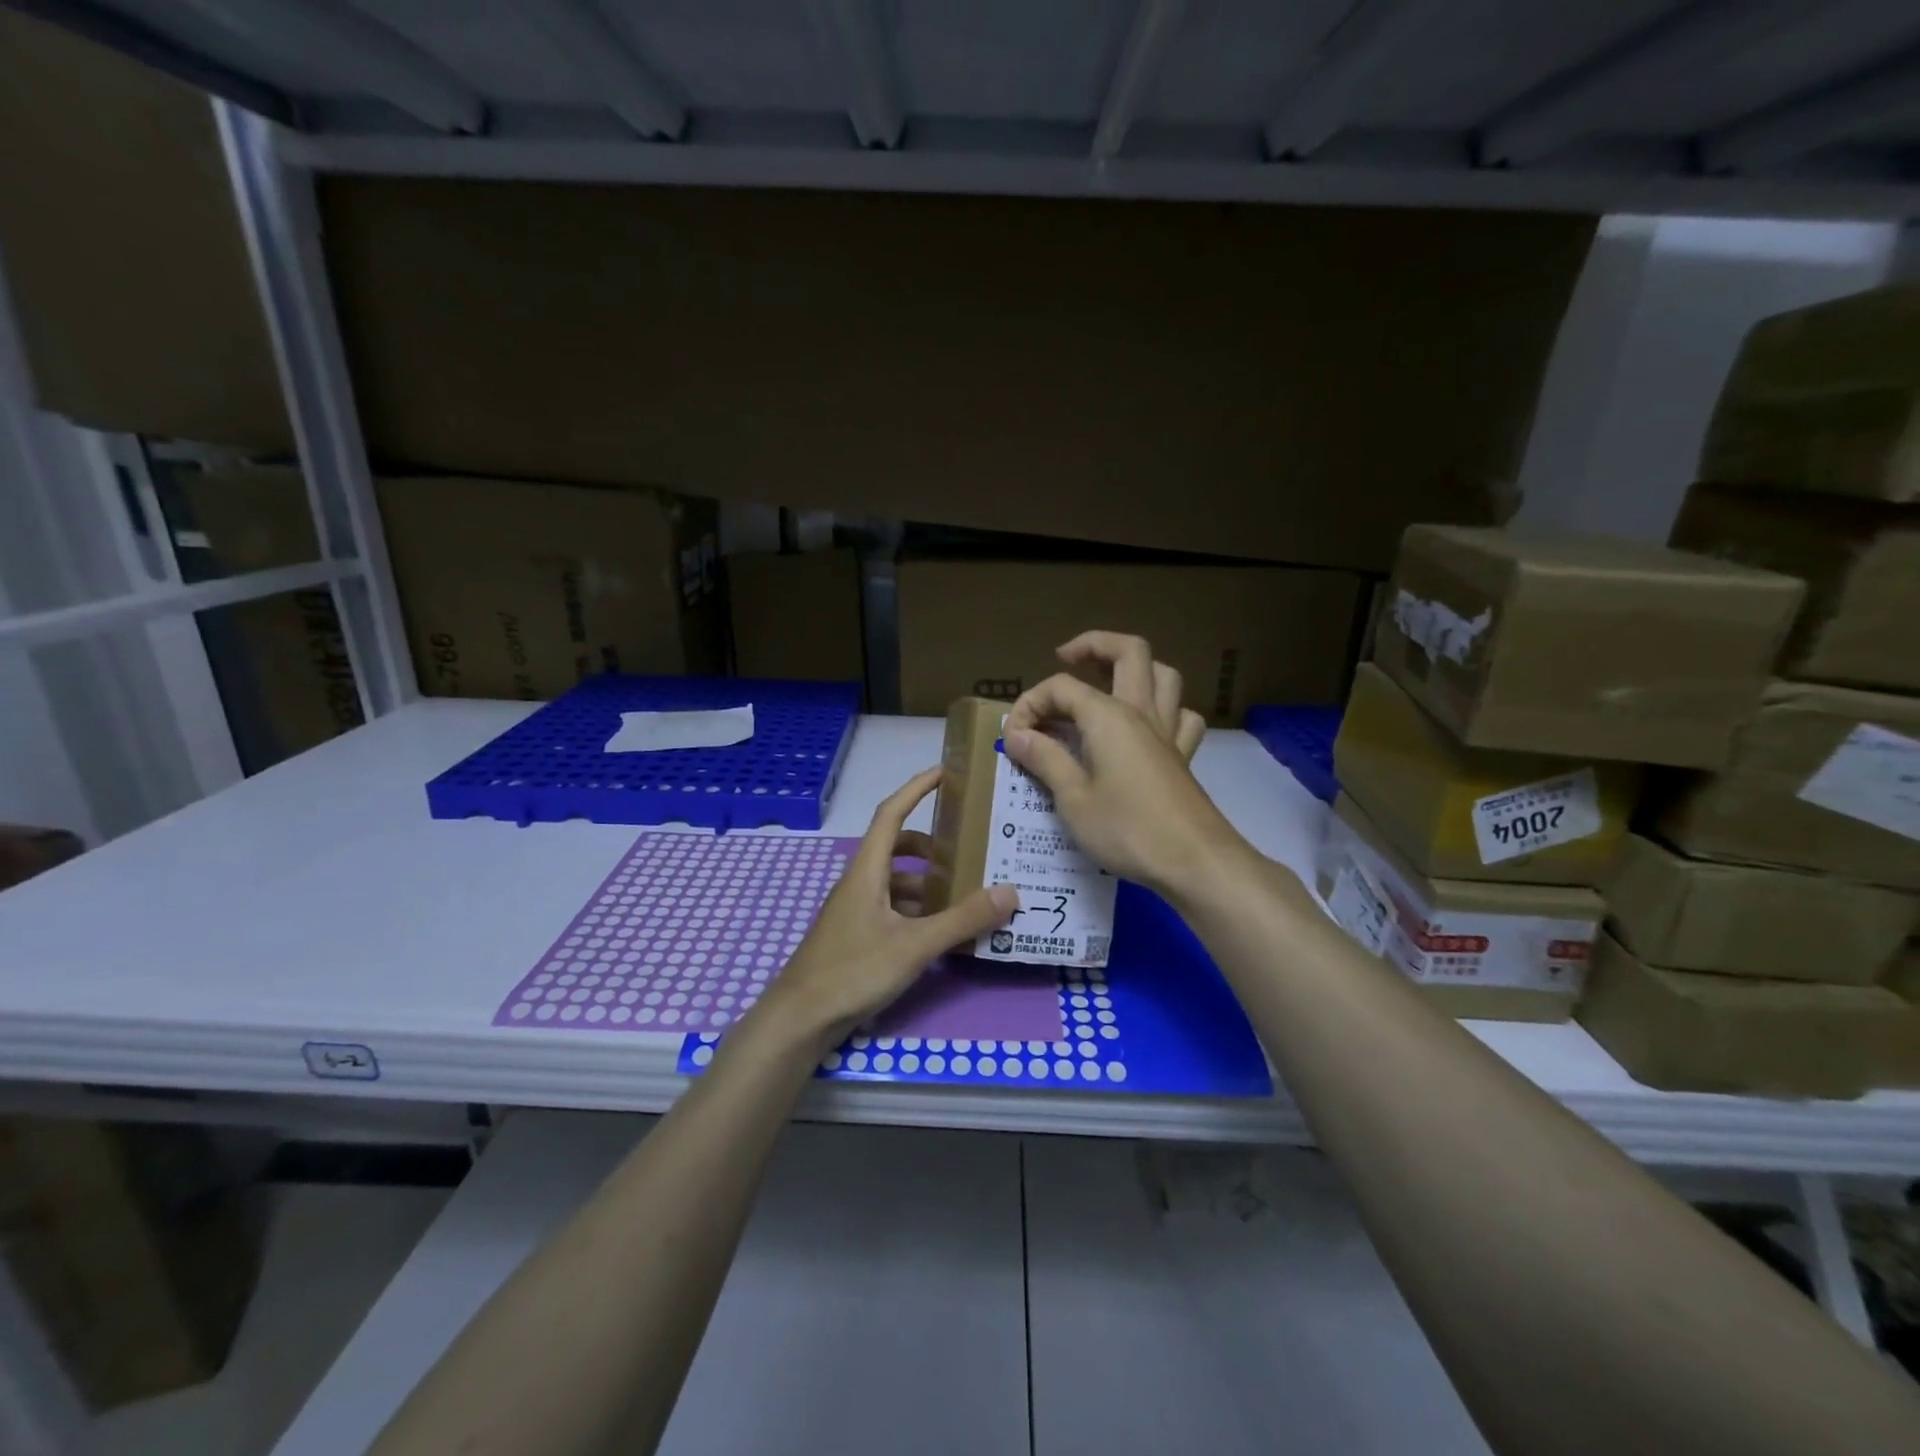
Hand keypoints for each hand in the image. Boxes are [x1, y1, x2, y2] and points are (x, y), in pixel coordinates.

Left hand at [750, 768, 1016, 1049]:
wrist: (800, 1019)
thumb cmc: (852, 971)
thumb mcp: (914, 945)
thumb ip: (962, 920)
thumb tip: (1010, 892)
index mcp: (867, 870)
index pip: (891, 813)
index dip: (916, 788)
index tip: (944, 772)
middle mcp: (859, 882)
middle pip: (897, 847)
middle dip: (932, 845)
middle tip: (968, 849)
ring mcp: (855, 910)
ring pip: (896, 882)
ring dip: (927, 882)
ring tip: (965, 893)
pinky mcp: (856, 936)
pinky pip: (892, 908)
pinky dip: (917, 910)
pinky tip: (940, 931)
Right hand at [1002, 634, 1245, 899]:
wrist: (1194, 862)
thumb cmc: (1126, 830)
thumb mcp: (1072, 798)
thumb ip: (1045, 759)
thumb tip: (1017, 733)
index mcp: (1109, 717)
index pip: (1061, 687)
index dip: (1030, 704)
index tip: (1013, 739)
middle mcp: (1141, 712)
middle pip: (1128, 651)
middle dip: (1093, 645)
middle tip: (1065, 658)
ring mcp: (1168, 733)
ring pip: (1163, 675)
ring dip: (1134, 668)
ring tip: (1106, 682)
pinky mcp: (1183, 757)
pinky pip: (1181, 716)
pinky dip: (1165, 710)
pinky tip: (1148, 726)